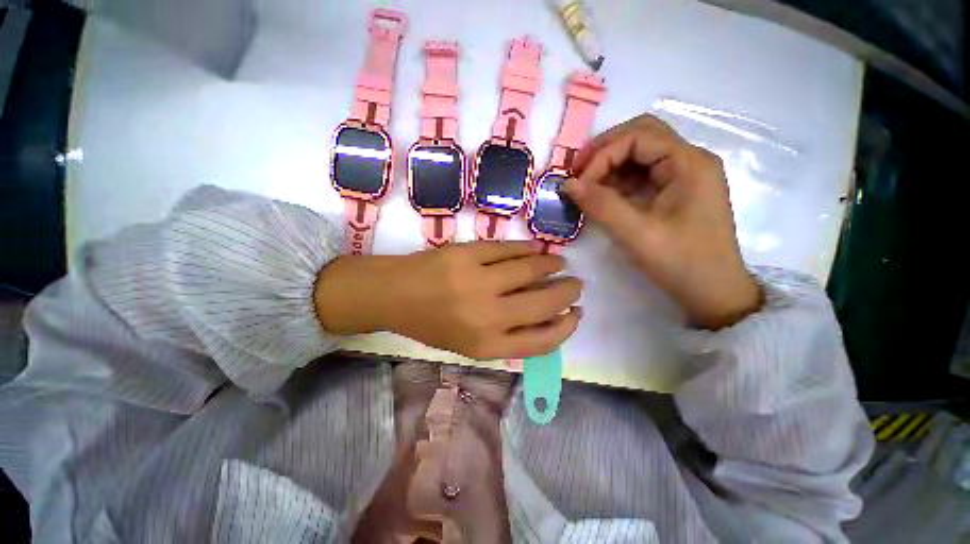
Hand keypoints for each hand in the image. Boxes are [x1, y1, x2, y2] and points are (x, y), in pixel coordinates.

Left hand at [314, 242, 582, 358]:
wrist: (394, 295)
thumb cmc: (433, 324)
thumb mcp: (470, 343)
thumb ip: (508, 335)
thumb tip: (547, 315)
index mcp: (486, 345)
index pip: (542, 340)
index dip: (566, 327)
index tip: (576, 314)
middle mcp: (486, 316)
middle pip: (544, 303)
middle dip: (568, 293)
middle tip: (575, 284)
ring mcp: (477, 281)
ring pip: (531, 270)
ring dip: (552, 266)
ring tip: (559, 263)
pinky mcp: (468, 254)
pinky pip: (509, 249)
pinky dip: (528, 249)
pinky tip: (537, 250)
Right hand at [564, 114, 761, 329]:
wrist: (712, 292)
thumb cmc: (681, 263)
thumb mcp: (637, 235)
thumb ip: (601, 206)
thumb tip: (567, 185)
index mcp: (688, 163)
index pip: (638, 137)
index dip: (602, 155)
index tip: (578, 184)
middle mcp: (689, 161)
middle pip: (641, 136)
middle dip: (605, 151)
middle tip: (577, 174)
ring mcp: (684, 175)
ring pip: (640, 154)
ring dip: (609, 166)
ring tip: (586, 188)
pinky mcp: (676, 191)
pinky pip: (642, 175)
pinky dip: (618, 181)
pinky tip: (602, 196)